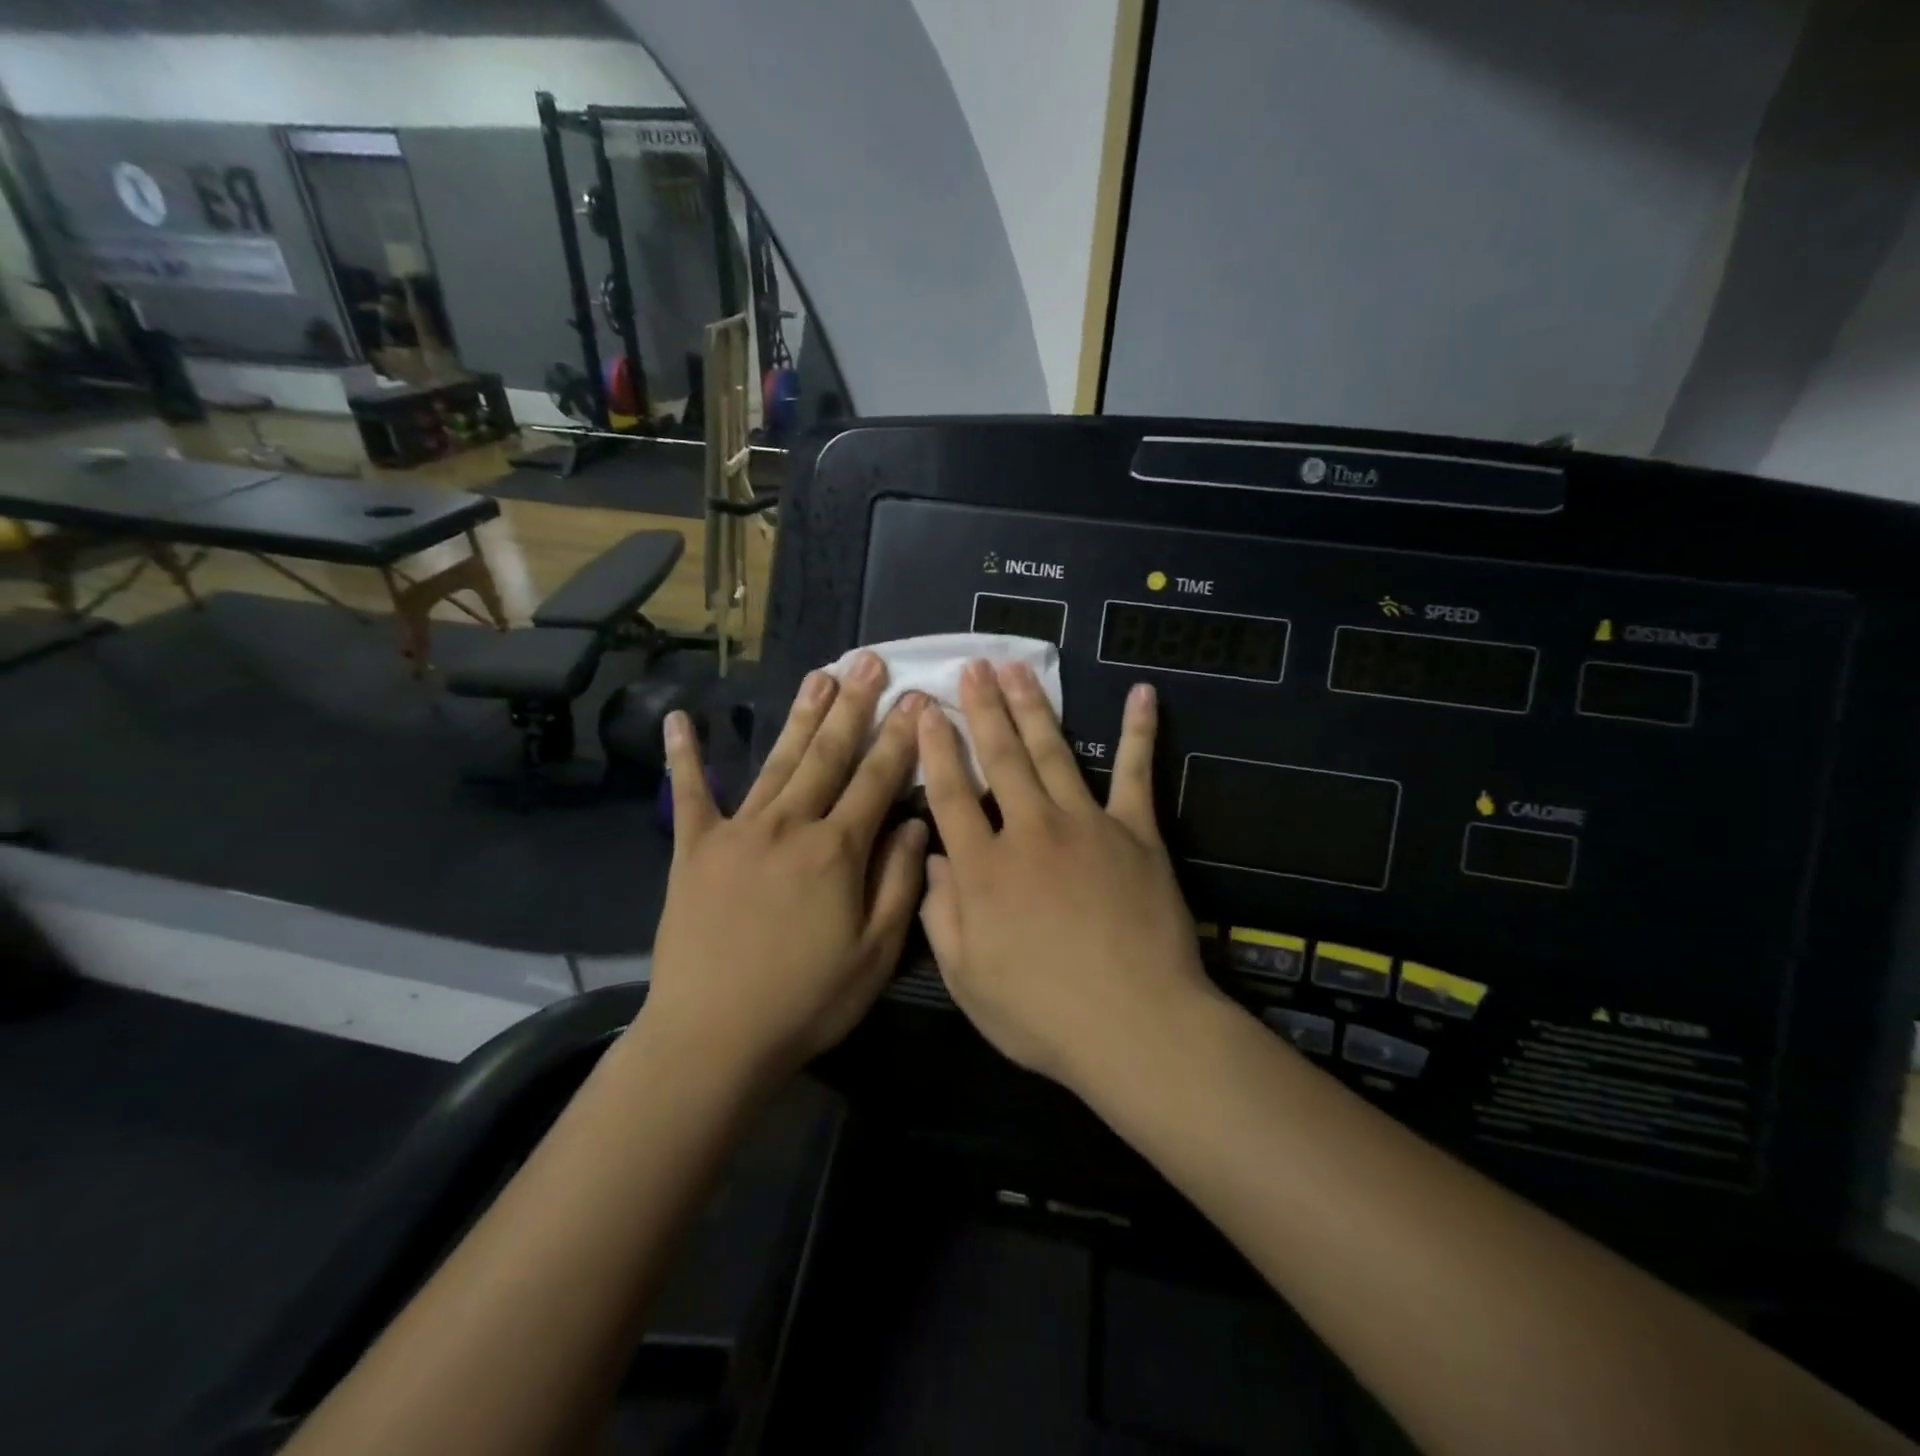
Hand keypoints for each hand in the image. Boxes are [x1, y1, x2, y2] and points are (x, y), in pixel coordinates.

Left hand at [639, 652, 929, 1083]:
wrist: (713, 1037)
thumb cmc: (806, 1001)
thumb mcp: (875, 954)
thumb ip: (899, 883)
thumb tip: (917, 825)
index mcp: (838, 851)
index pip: (878, 779)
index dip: (902, 737)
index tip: (919, 698)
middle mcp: (790, 825)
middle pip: (829, 754)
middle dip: (855, 706)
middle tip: (870, 661)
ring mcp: (738, 831)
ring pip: (778, 761)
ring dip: (801, 715)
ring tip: (820, 673)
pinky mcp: (694, 849)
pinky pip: (690, 794)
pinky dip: (685, 756)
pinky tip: (681, 719)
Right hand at [917, 660, 1217, 1087]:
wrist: (1135, 1025)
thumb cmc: (1043, 1015)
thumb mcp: (967, 979)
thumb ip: (942, 915)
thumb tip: (935, 859)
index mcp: (984, 869)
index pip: (951, 794)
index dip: (935, 749)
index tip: (926, 710)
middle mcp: (1030, 832)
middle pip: (1001, 759)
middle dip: (983, 710)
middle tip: (973, 667)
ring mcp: (1086, 825)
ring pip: (1053, 753)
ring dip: (1034, 708)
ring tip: (1018, 669)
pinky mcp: (1136, 832)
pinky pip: (1137, 773)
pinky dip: (1140, 732)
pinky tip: (1142, 694)